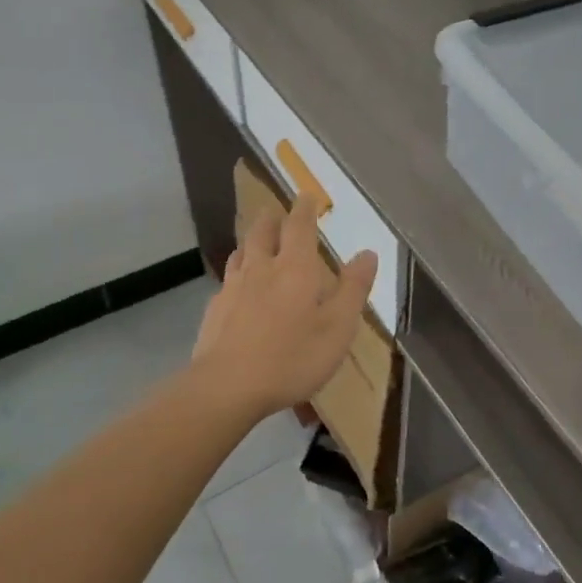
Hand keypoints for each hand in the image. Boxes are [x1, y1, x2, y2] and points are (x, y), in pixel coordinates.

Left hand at [189, 193, 378, 419]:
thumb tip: (367, 253)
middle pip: (263, 232)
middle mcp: (261, 268)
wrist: (226, 387)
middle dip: (273, 218)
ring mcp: (233, 288)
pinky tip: (238, 288)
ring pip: (241, 253)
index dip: (305, 209)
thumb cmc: (291, 357)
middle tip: (278, 212)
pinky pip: (228, 280)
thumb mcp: (338, 327)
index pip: (299, 226)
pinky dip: (237, 274)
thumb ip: (353, 289)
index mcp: (294, 268)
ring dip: (251, 242)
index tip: (307, 196)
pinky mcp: (214, 311)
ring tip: (257, 242)